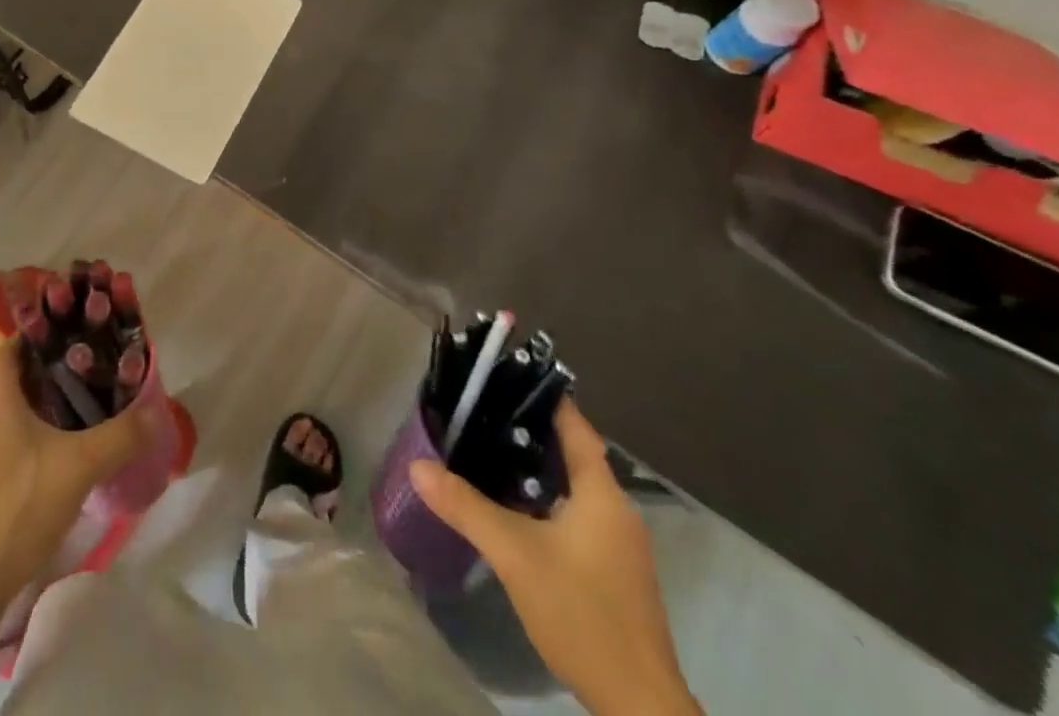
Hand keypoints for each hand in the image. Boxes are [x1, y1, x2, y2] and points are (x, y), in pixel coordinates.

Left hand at [0, 338, 161, 637]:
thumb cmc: (21, 505)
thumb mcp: (80, 466)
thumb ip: (121, 435)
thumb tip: (157, 412)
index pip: (16, 343)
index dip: (44, 332)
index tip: (77, 332)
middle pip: (17, 373)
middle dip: (51, 366)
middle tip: (90, 367)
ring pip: (12, 405)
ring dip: (42, 399)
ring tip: (82, 403)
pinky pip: (7, 434)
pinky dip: (32, 428)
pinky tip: (59, 447)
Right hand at [410, 401, 700, 715]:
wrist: (640, 710)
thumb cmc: (583, 615)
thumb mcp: (516, 555)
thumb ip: (466, 506)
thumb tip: (417, 464)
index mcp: (602, 493)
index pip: (574, 424)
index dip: (541, 396)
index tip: (501, 375)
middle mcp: (616, 509)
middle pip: (572, 452)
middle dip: (527, 430)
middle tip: (480, 412)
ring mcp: (619, 543)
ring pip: (573, 486)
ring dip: (535, 468)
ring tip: (486, 452)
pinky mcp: (614, 572)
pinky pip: (576, 515)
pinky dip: (545, 500)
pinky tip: (512, 509)